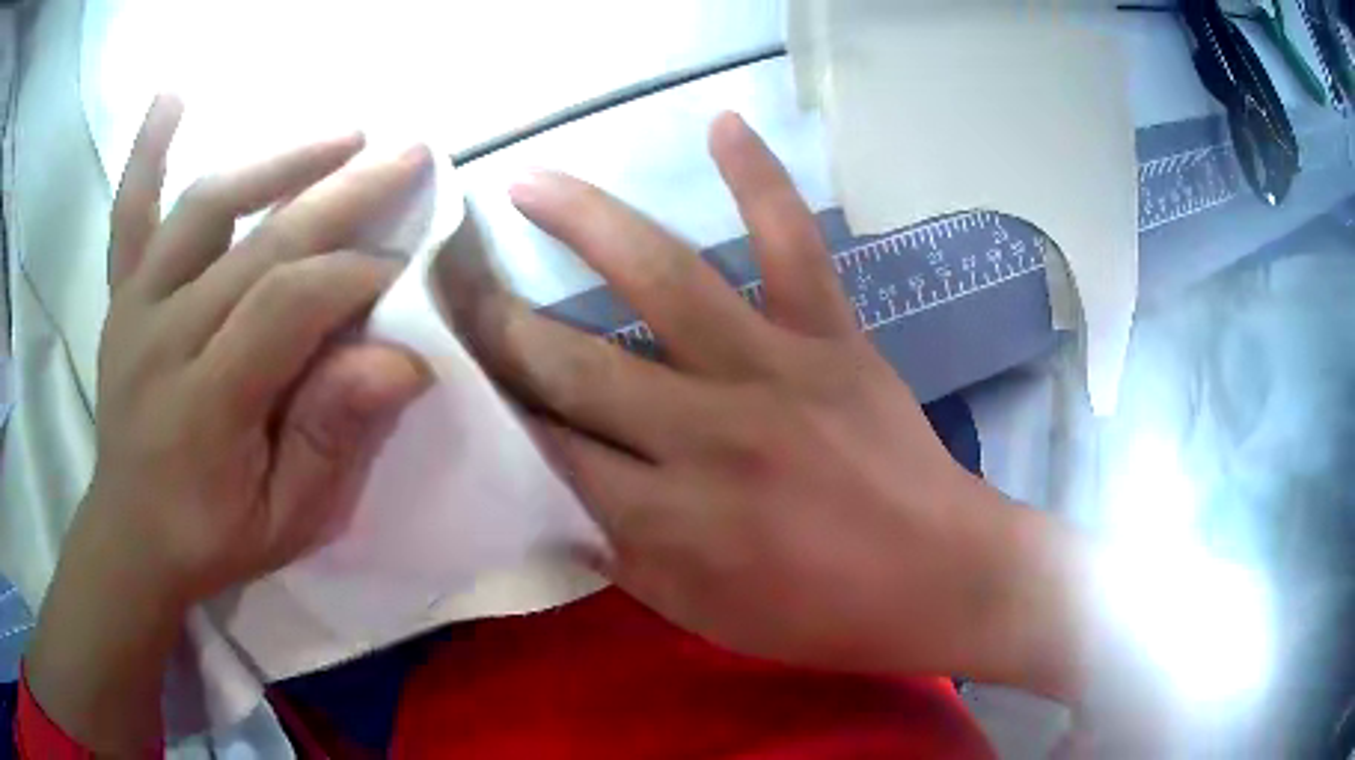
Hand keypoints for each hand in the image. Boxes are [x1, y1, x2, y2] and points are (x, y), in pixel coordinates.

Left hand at [85, 97, 430, 606]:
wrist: (130, 534)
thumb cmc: (212, 536)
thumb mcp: (289, 519)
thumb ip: (334, 439)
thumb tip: (403, 361)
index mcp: (204, 404)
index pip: (287, 305)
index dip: (353, 277)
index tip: (404, 266)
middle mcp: (163, 337)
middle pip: (258, 242)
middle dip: (343, 194)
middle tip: (409, 155)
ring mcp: (136, 306)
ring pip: (207, 206)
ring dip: (278, 160)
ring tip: (342, 135)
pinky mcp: (122, 294)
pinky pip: (130, 211)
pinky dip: (149, 149)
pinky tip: (173, 94)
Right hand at [451, 113, 1071, 686]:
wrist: (937, 578)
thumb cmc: (819, 613)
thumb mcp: (698, 612)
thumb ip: (618, 554)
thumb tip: (554, 493)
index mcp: (669, 517)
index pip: (549, 450)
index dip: (495, 410)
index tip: (456, 372)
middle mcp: (707, 433)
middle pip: (577, 365)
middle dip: (500, 325)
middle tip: (454, 286)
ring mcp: (776, 370)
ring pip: (664, 280)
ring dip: (585, 223)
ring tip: (529, 184)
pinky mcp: (835, 338)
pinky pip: (794, 244)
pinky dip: (761, 179)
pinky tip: (722, 123)